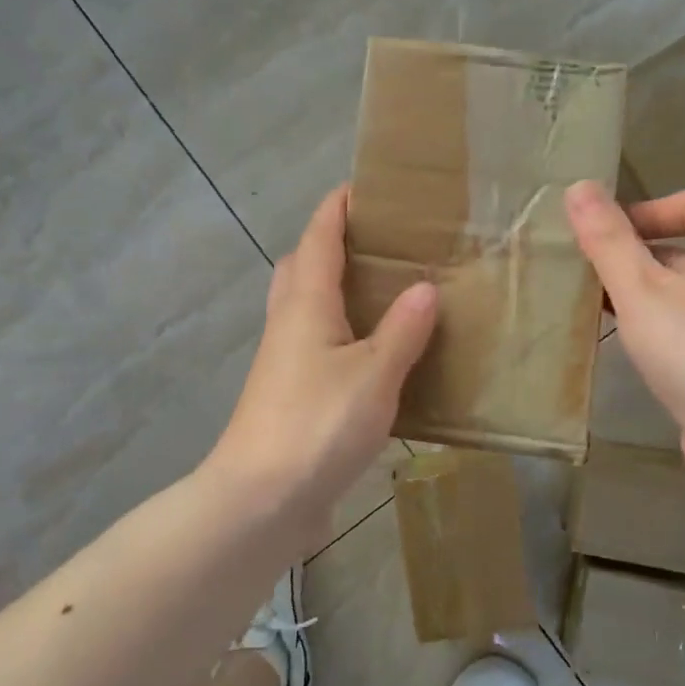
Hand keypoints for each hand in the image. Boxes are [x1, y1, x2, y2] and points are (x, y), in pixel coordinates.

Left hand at [205, 186, 436, 546]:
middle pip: (303, 266)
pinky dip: (343, 334)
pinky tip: (378, 355)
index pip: (319, 237)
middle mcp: (289, 324)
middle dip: (332, 243)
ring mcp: (285, 362)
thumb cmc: (317, 425)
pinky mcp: (290, 395)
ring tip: (387, 292)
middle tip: (381, 242)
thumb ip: (402, 330)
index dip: (338, 206)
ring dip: (337, 289)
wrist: (261, 500)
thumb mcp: (374, 374)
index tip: (364, 185)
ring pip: (307, 307)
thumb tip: (424, 287)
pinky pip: (317, 346)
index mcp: (306, 304)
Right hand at [565, 181, 684, 497]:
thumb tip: (578, 187)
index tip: (612, 235)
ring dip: (642, 292)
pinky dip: (656, 326)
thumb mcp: (641, 289)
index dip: (652, 207)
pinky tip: (627, 347)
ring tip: (597, 308)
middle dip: (636, 254)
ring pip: (684, 291)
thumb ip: (609, 239)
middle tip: (591, 272)